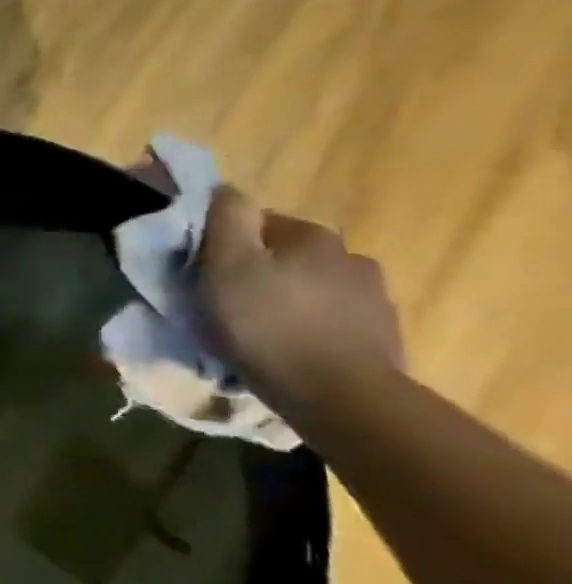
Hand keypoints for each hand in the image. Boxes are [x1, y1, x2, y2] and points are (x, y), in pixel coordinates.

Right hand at [197, 187, 405, 407]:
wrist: (339, 394)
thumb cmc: (268, 324)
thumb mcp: (227, 266)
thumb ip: (226, 220)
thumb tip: (226, 189)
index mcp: (311, 236)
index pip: (258, 223)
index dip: (224, 244)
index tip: (203, 272)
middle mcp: (350, 256)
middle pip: (287, 257)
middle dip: (258, 273)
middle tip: (225, 305)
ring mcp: (373, 298)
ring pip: (312, 289)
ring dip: (287, 302)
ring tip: (258, 334)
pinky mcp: (381, 336)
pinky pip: (332, 323)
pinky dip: (309, 330)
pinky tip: (290, 352)